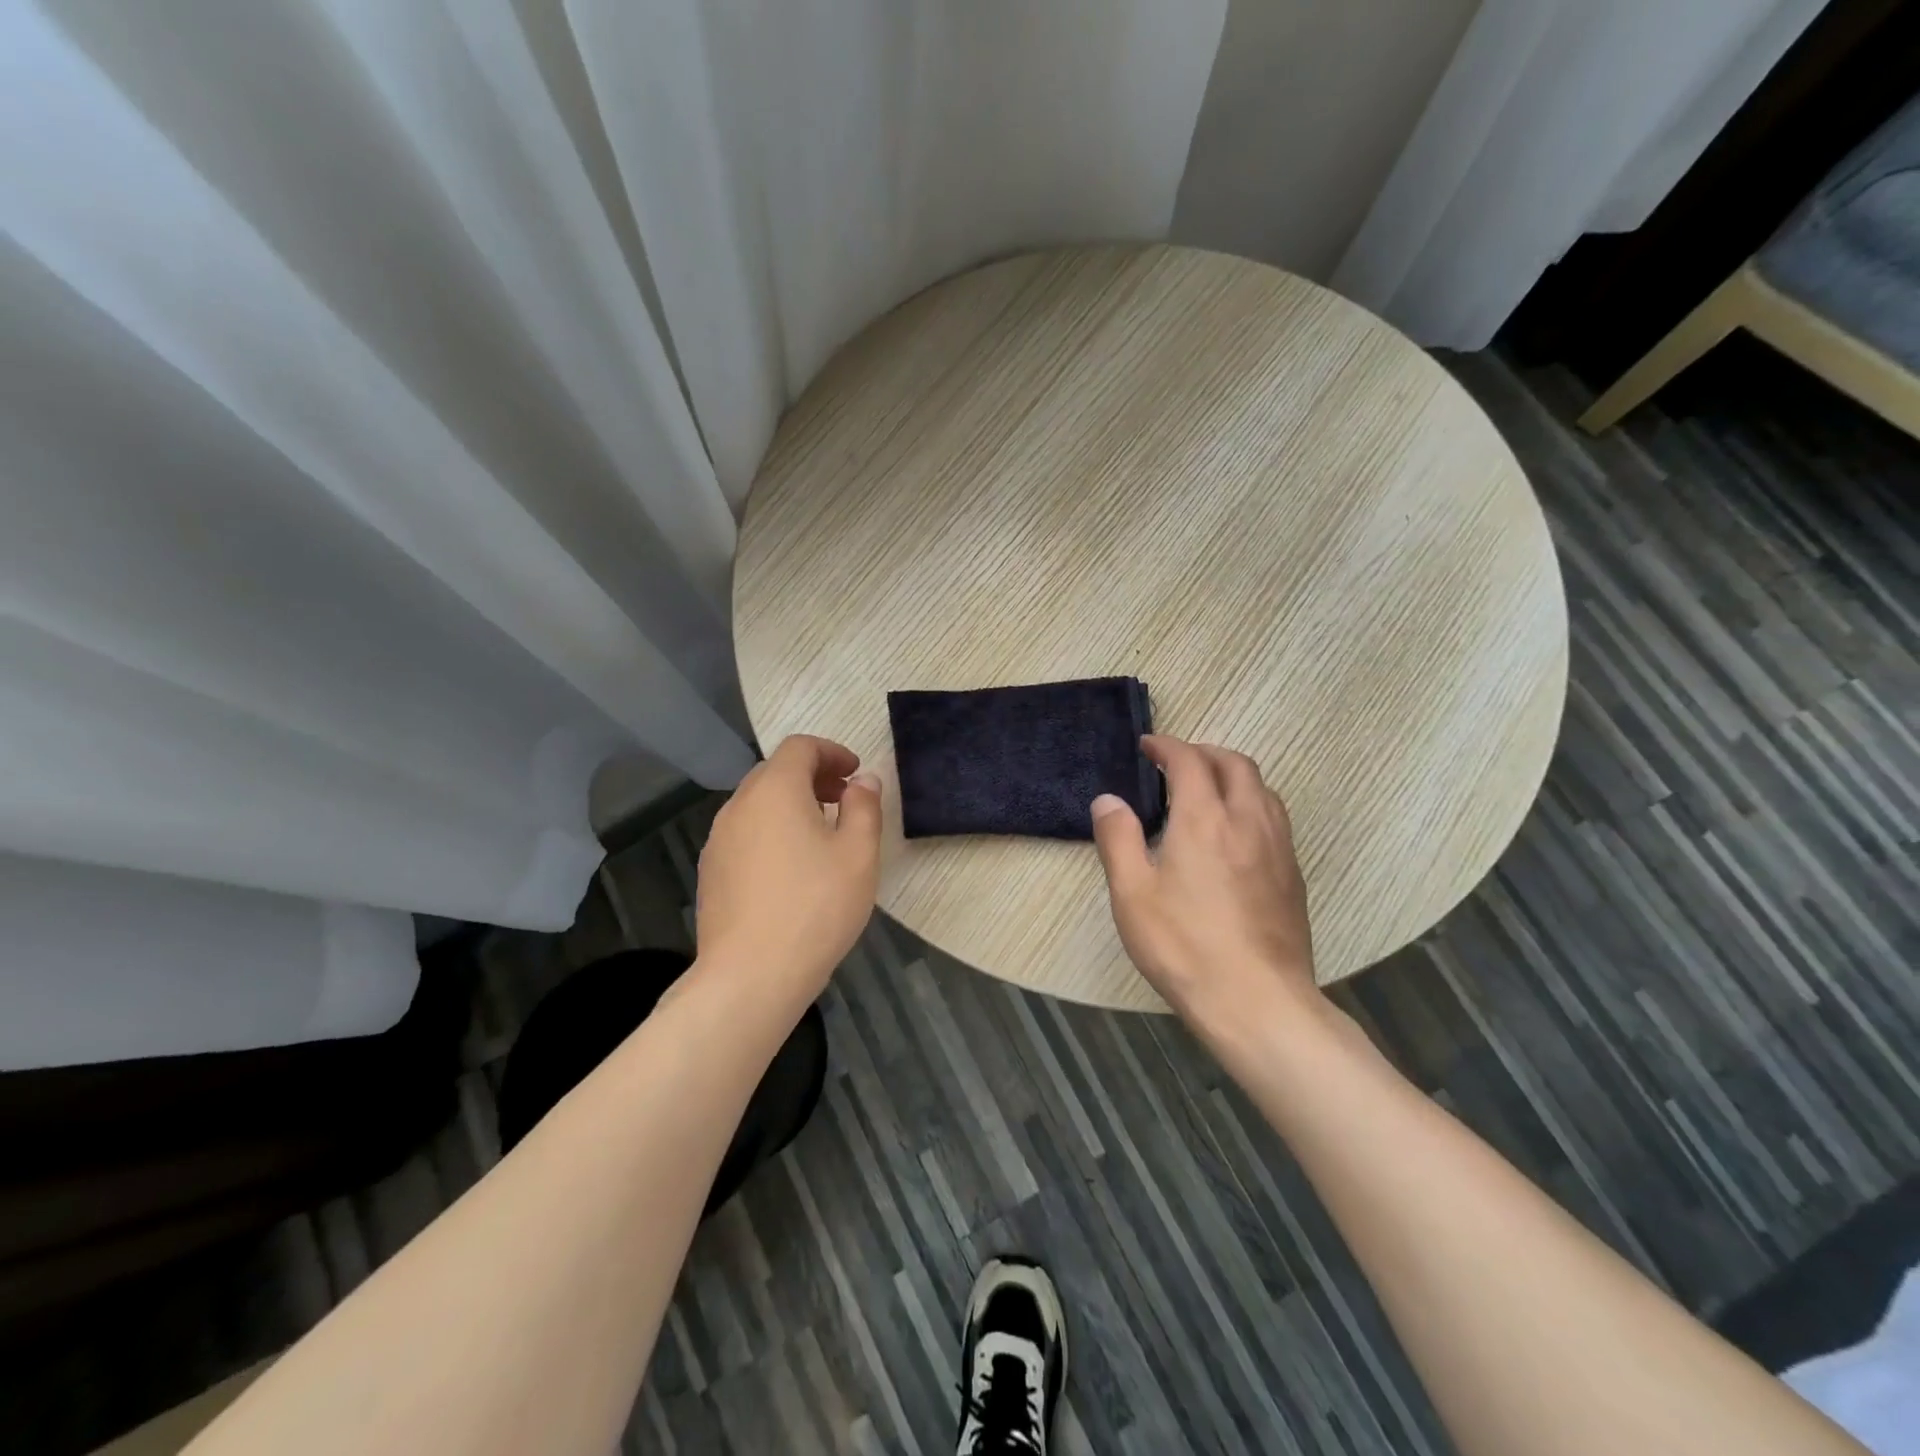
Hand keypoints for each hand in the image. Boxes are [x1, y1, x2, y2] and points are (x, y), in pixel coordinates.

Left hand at [695, 735, 881, 997]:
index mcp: (774, 790)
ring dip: (790, 805)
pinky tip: (791, 869)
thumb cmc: (815, 907)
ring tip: (821, 835)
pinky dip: (771, 831)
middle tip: (844, 800)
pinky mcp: (711, 872)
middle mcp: (739, 806)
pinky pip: (745, 834)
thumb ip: (864, 807)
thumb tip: (863, 780)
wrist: (751, 975)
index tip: (855, 774)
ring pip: (757, 804)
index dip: (832, 752)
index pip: (800, 747)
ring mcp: (718, 840)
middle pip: (775, 772)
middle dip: (812, 777)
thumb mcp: (858, 854)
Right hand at [1091, 735, 1316, 1027]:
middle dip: (1204, 752)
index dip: (1167, 746)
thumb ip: (1118, 838)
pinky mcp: (1293, 874)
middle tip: (1176, 763)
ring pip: (1261, 787)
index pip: (1189, 760)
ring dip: (1232, 774)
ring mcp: (1278, 847)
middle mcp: (1247, 820)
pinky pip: (1274, 816)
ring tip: (1207, 790)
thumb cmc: (1184, 946)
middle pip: (1234, 763)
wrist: (1257, 1001)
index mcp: (1204, 819)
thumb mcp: (1132, 893)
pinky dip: (1251, 802)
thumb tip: (1108, 799)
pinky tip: (1234, 832)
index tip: (1148, 747)